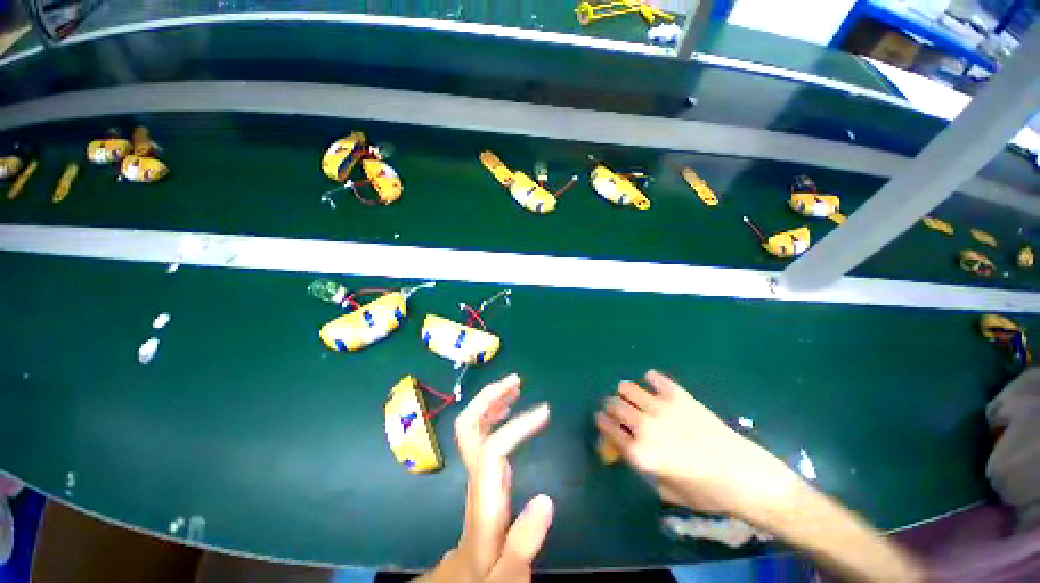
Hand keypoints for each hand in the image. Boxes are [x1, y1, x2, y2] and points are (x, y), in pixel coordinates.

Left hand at [421, 374, 553, 582]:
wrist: (469, 573)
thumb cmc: (489, 573)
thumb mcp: (508, 572)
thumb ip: (524, 542)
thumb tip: (547, 500)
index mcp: (484, 496)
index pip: (493, 448)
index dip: (517, 426)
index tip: (545, 412)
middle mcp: (476, 473)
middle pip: (468, 426)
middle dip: (488, 398)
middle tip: (515, 381)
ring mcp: (477, 466)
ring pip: (473, 423)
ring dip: (491, 399)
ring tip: (514, 385)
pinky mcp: (483, 464)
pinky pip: (483, 429)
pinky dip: (494, 411)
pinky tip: (509, 406)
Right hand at [595, 370, 801, 517]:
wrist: (744, 475)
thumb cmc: (706, 492)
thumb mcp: (667, 490)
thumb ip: (645, 470)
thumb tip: (634, 453)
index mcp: (639, 452)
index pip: (608, 430)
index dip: (601, 423)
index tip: (601, 419)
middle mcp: (644, 425)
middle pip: (614, 405)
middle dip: (610, 406)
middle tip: (616, 409)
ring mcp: (661, 407)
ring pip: (628, 388)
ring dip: (626, 392)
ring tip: (631, 395)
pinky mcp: (679, 396)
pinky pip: (657, 378)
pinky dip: (652, 379)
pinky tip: (654, 384)